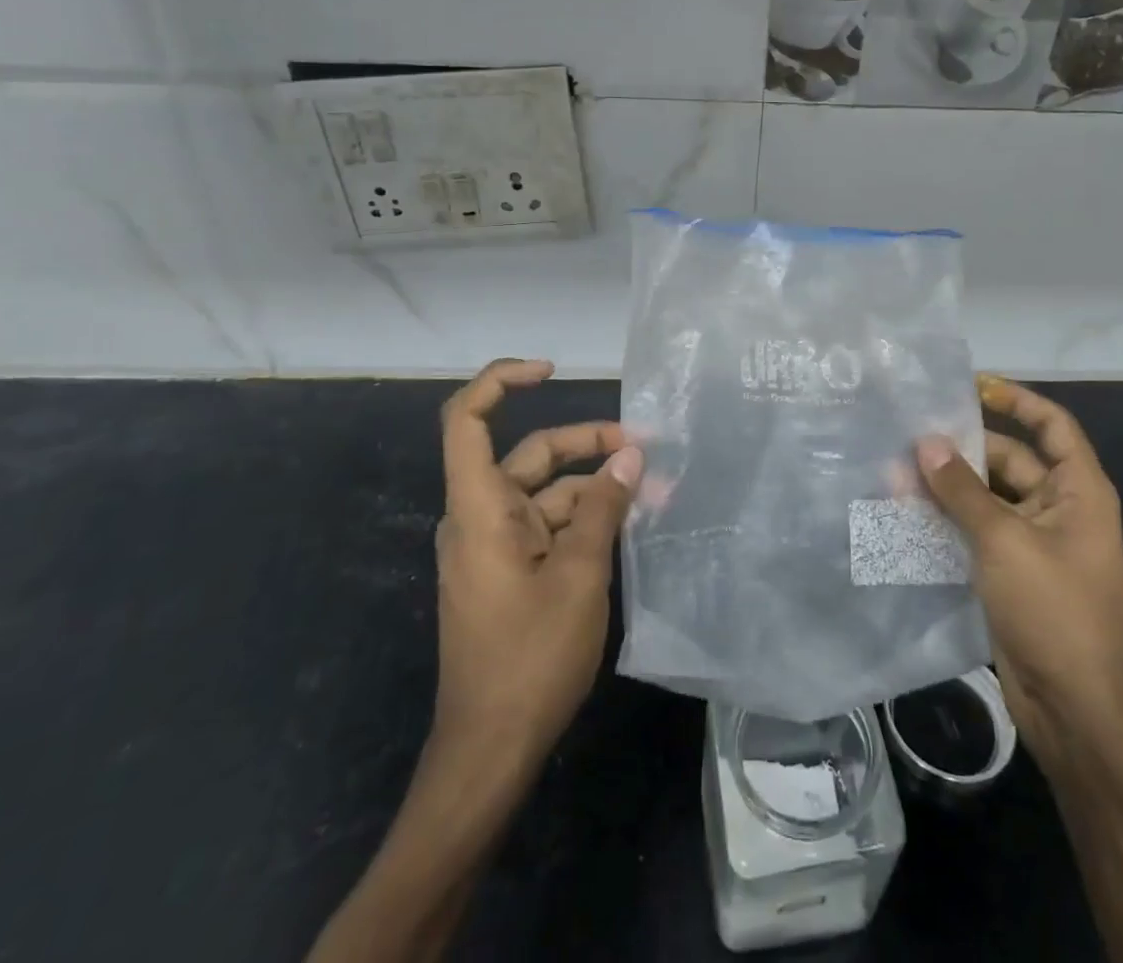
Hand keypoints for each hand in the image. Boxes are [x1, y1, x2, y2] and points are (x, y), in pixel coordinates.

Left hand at [431, 358, 642, 778]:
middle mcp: (482, 517)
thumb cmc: (529, 658)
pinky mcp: (510, 573)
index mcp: (480, 508)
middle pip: (530, 455)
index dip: (501, 381)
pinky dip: (587, 520)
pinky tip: (630, 526)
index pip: (467, 420)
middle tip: (644, 447)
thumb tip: (630, 457)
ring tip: (655, 494)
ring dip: (597, 489)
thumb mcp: (580, 574)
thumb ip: (605, 507)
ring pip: (548, 494)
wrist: (490, 751)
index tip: (551, 371)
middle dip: (587, 444)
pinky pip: (549, 527)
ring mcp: (495, 547)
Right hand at [916, 376, 1122, 760]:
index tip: (972, 387)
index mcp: (1079, 491)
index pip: (1053, 425)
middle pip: (1009, 460)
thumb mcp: (1005, 541)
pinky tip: (904, 511)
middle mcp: (1058, 509)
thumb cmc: (1054, 610)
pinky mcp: (1009, 571)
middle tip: (908, 435)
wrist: (1074, 709)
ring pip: (985, 497)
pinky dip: (945, 519)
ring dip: (946, 486)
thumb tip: (925, 442)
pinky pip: (975, 530)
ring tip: (894, 470)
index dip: (1017, 400)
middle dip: (962, 449)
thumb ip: (961, 489)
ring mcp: (1032, 542)